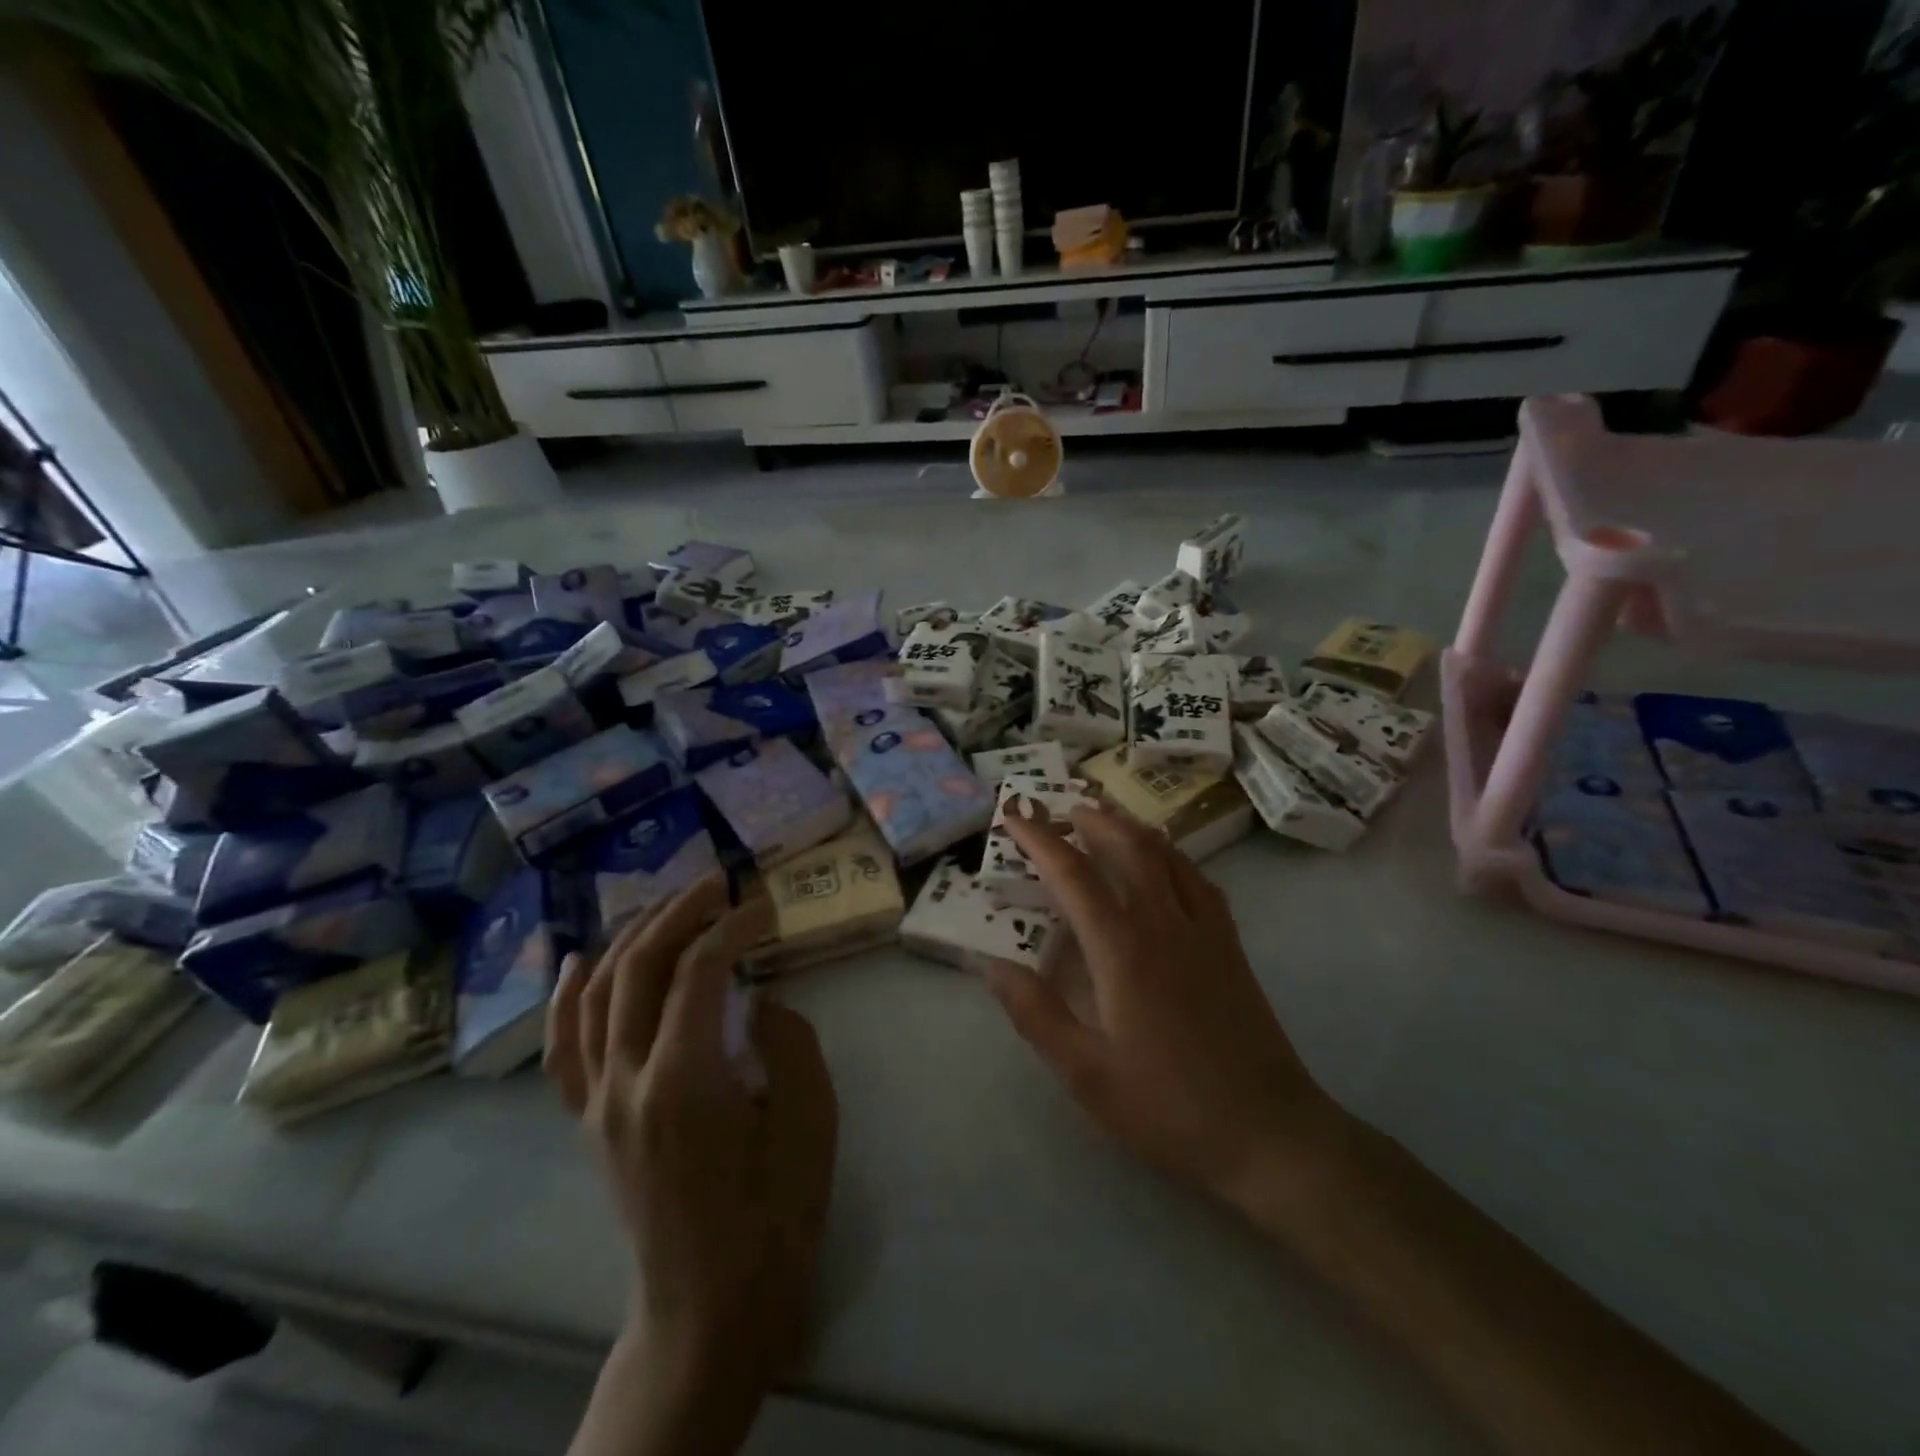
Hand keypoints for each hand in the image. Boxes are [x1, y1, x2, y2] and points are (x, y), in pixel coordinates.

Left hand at [546, 874, 837, 1406]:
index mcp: (685, 1080)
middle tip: (718, 882)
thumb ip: (789, 1042)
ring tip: (670, 904)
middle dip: (680, 912)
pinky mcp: (588, 1122)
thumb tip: (757, 1001)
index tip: (766, 905)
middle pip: (641, 969)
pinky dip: (568, 997)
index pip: (699, 971)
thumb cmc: (773, 1214)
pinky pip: (565, 1048)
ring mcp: (598, 1103)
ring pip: (599, 996)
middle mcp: (627, 1082)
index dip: (734, 925)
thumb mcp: (811, 1120)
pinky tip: (580, 959)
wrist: (710, 1305)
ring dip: (633, 938)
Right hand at [981, 805, 1341, 1211]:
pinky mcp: (1231, 946)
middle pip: (1129, 847)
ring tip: (1109, 817)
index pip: (1073, 875)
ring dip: (1133, 828)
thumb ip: (1035, 1013)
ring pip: (1168, 856)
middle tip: (1064, 805)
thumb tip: (990, 963)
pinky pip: (1199, 880)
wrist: (1268, 1132)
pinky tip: (1168, 865)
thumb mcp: (1086, 1073)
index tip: (1014, 814)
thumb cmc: (1167, 1106)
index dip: (1039, 839)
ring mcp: (1205, 930)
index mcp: (1122, 949)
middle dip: (1093, 819)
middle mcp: (1164, 923)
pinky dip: (1174, 857)